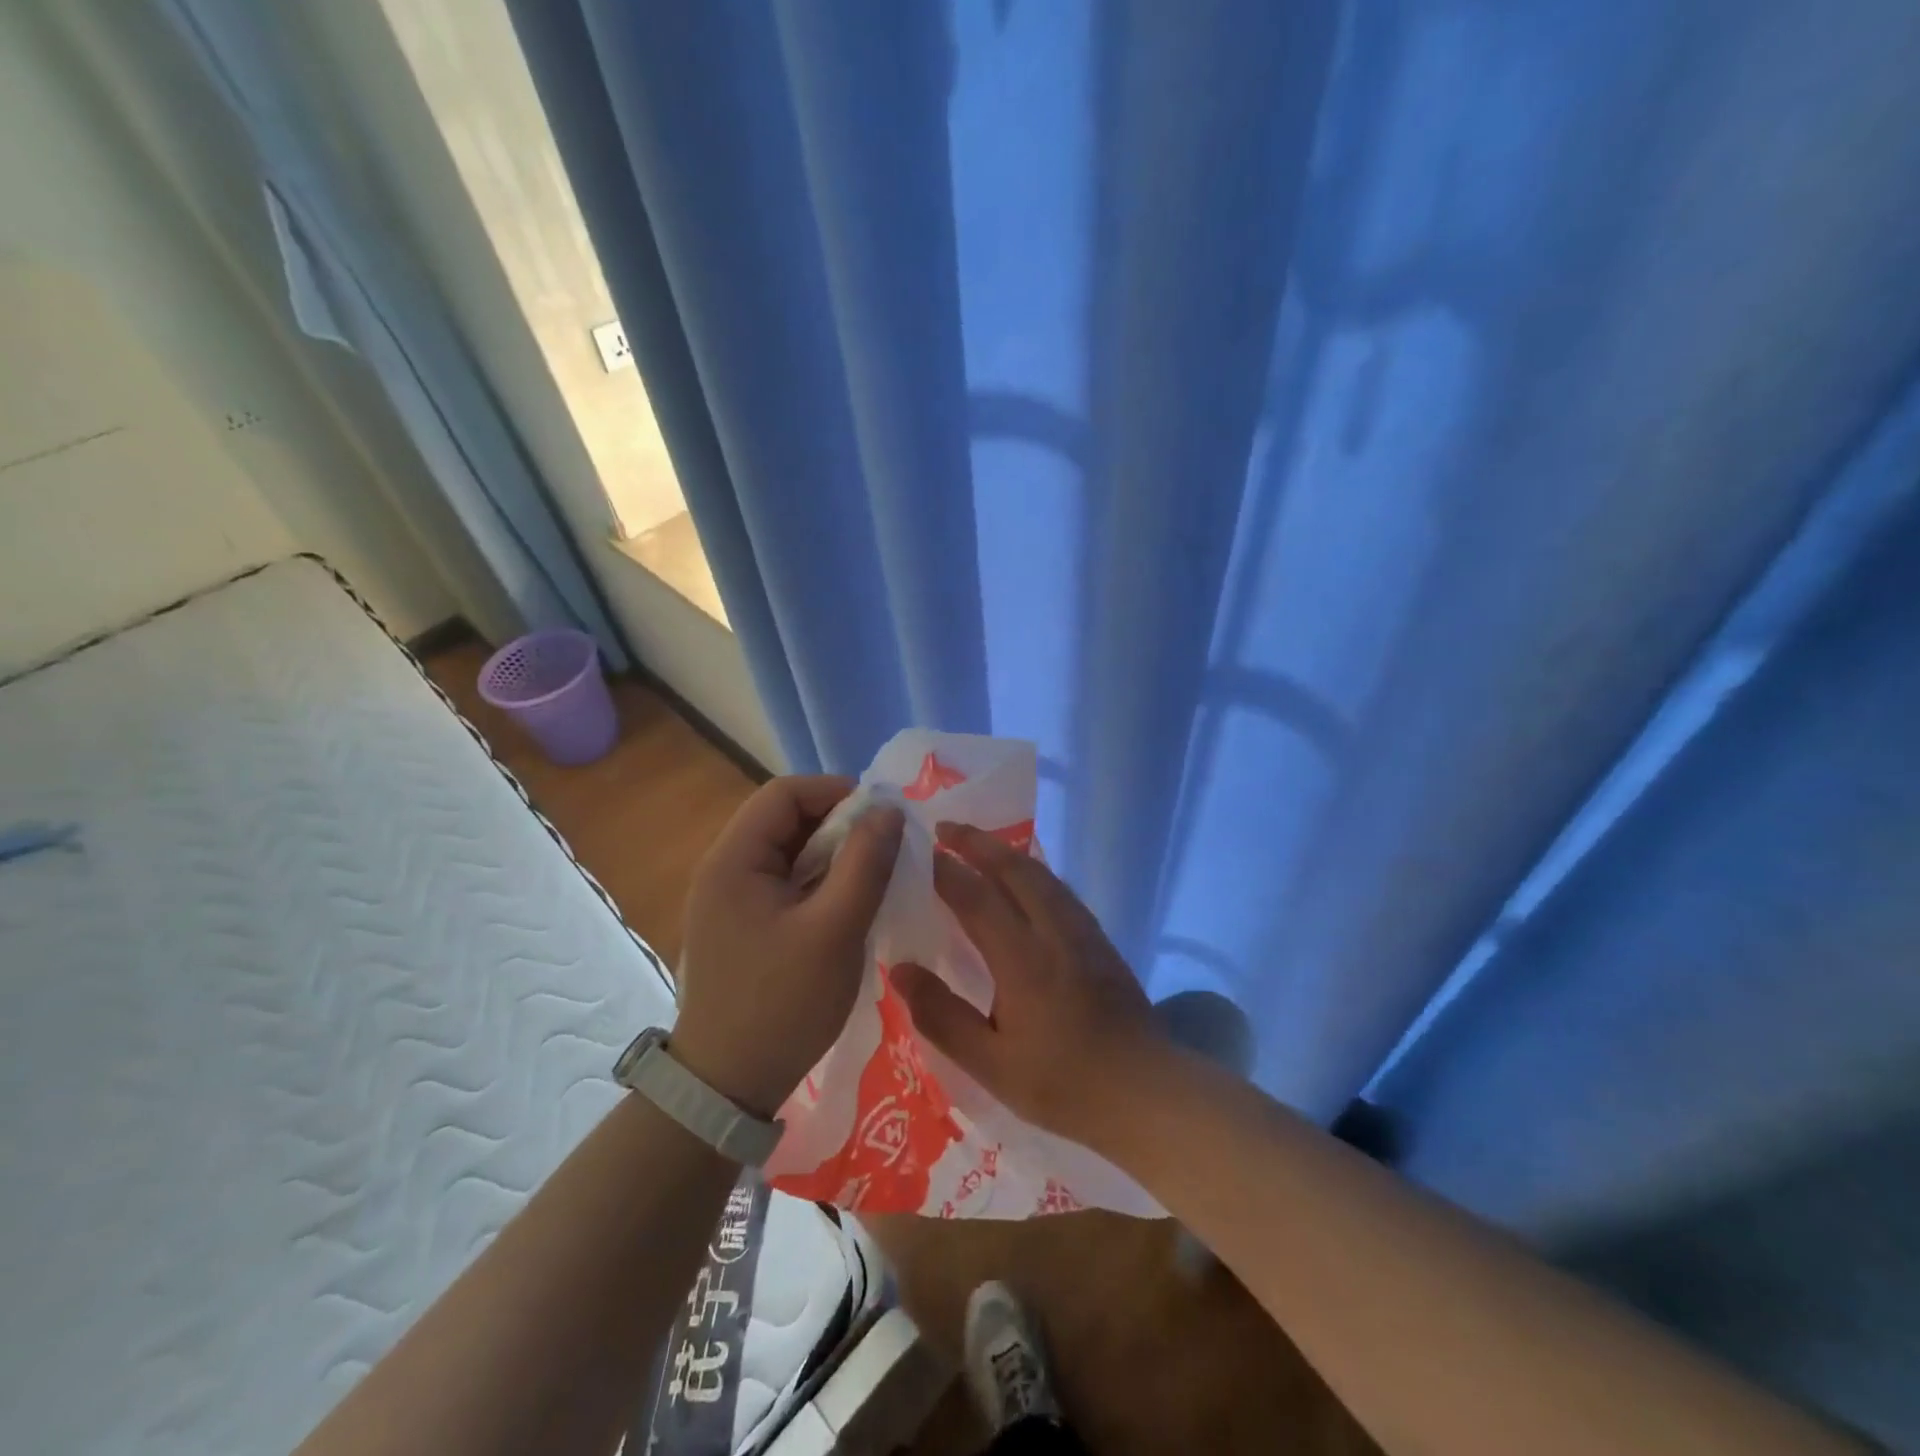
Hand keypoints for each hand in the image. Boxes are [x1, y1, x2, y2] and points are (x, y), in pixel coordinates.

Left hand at [672, 776, 902, 1119]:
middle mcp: (724, 868)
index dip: (837, 792)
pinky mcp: (740, 925)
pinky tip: (846, 909)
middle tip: (884, 853)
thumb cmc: (782, 1004)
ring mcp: (729, 899)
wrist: (726, 1086)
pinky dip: (818, 884)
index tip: (883, 819)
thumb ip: (865, 863)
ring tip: (871, 881)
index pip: (786, 792)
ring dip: (832, 856)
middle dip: (840, 826)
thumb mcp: (836, 930)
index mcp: (734, 858)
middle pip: (786, 819)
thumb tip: (888, 809)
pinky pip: (784, 884)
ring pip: (789, 853)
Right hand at [890, 822, 1165, 1143]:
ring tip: (979, 844)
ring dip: (1007, 852)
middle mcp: (1054, 931)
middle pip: (1014, 869)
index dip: (945, 871)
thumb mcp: (991, 1065)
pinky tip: (1025, 880)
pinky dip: (1032, 871)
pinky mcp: (1100, 940)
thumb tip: (900, 969)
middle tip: (945, 828)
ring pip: (1041, 874)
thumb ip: (942, 1016)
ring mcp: (1083, 932)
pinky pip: (1059, 889)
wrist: (1146, 1091)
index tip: (919, 852)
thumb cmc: (1063, 1084)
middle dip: (978, 842)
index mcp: (1023, 959)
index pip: (976, 897)